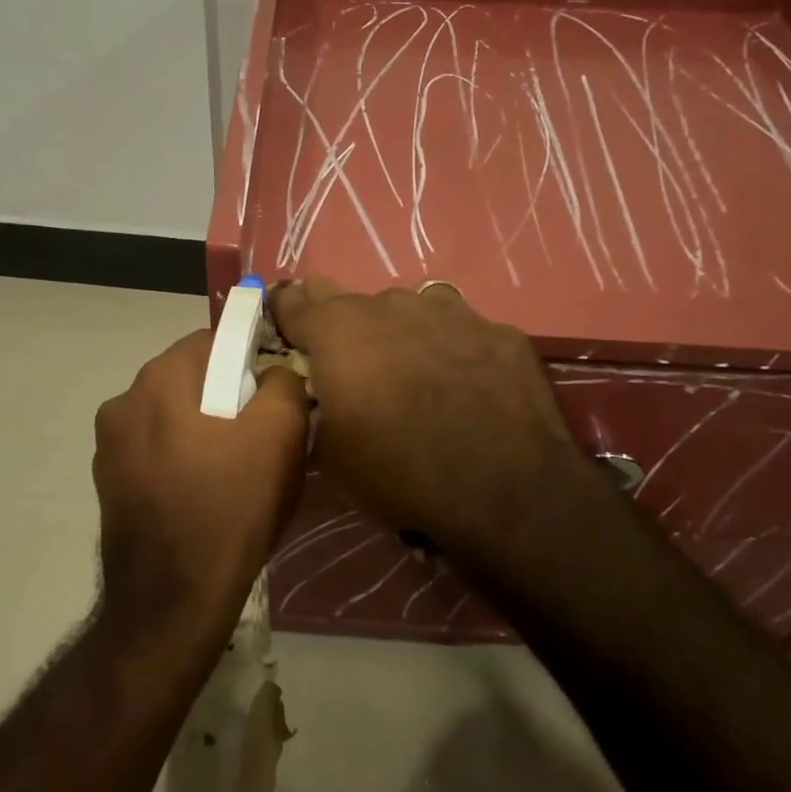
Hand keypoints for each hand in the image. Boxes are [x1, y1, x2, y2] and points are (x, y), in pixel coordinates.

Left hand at [92, 329, 311, 639]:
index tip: (274, 390)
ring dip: (201, 426)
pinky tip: (203, 492)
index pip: (214, 340)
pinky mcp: (108, 484)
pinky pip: (155, 452)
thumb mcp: (281, 432)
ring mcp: (109, 446)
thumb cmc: (231, 503)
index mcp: (160, 377)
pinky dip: (180, 458)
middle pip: (190, 378)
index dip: (250, 357)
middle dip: (226, 394)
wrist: (174, 599)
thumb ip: (284, 381)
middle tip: (260, 431)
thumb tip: (274, 373)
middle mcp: (124, 401)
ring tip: (233, 466)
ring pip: (171, 416)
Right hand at [268, 277, 595, 561]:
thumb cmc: (400, 472)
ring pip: (411, 309)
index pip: (293, 302)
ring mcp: (451, 311)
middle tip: (351, 360)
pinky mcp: (499, 330)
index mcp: (338, 330)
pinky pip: (463, 332)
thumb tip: (320, 389)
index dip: (284, 313)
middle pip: (351, 301)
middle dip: (343, 325)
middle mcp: (390, 305)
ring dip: (402, 334)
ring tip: (416, 376)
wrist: (506, 490)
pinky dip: (455, 351)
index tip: (284, 327)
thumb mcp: (331, 453)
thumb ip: (316, 404)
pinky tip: (470, 387)